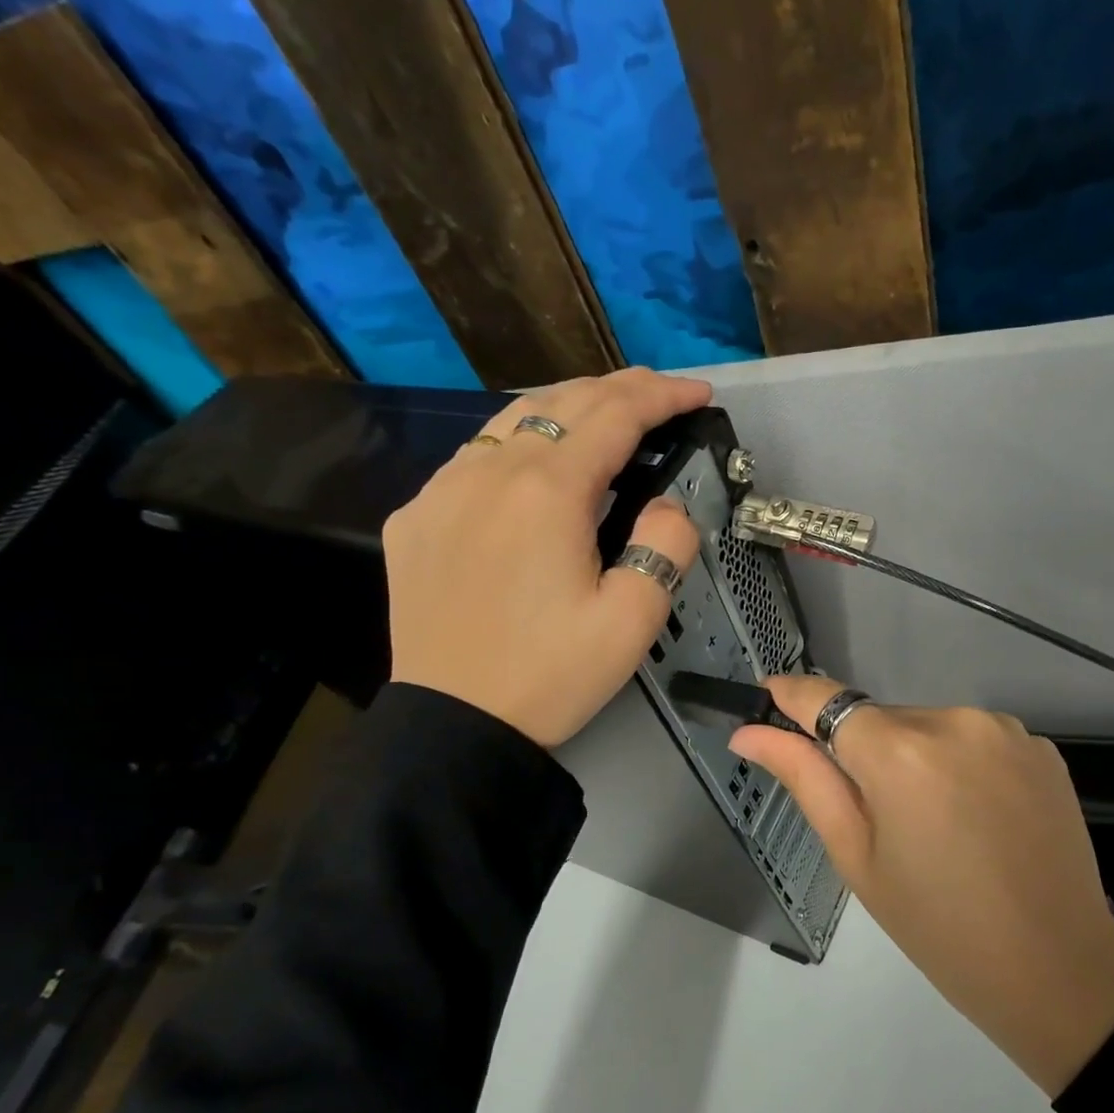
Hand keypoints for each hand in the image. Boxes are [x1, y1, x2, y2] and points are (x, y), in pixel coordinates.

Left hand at [384, 368, 708, 747]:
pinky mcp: (416, 518)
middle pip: (563, 403)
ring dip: (567, 408)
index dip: (663, 395)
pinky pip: (473, 458)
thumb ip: (666, 544)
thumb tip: (665, 506)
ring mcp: (442, 490)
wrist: (455, 723)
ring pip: (511, 420)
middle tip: (660, 395)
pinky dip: (516, 445)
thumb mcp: (633, 619)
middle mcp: (489, 472)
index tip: (698, 392)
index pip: (615, 415)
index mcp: (548, 492)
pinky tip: (532, 466)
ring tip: (604, 417)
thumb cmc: (551, 675)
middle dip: (620, 389)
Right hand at [731, 677, 1113, 1096]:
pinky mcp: (1040, 746)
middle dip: (866, 752)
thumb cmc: (938, 925)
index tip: (767, 693)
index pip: (828, 699)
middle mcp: (954, 720)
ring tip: (937, 825)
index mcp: (900, 751)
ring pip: (930, 727)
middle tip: (880, 818)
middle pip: (882, 719)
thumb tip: (748, 734)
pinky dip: (961, 765)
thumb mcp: (857, 856)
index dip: (793, 695)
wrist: (1056, 968)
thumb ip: (804, 779)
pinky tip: (979, 817)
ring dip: (917, 757)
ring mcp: (1005, 729)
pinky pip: (975, 740)